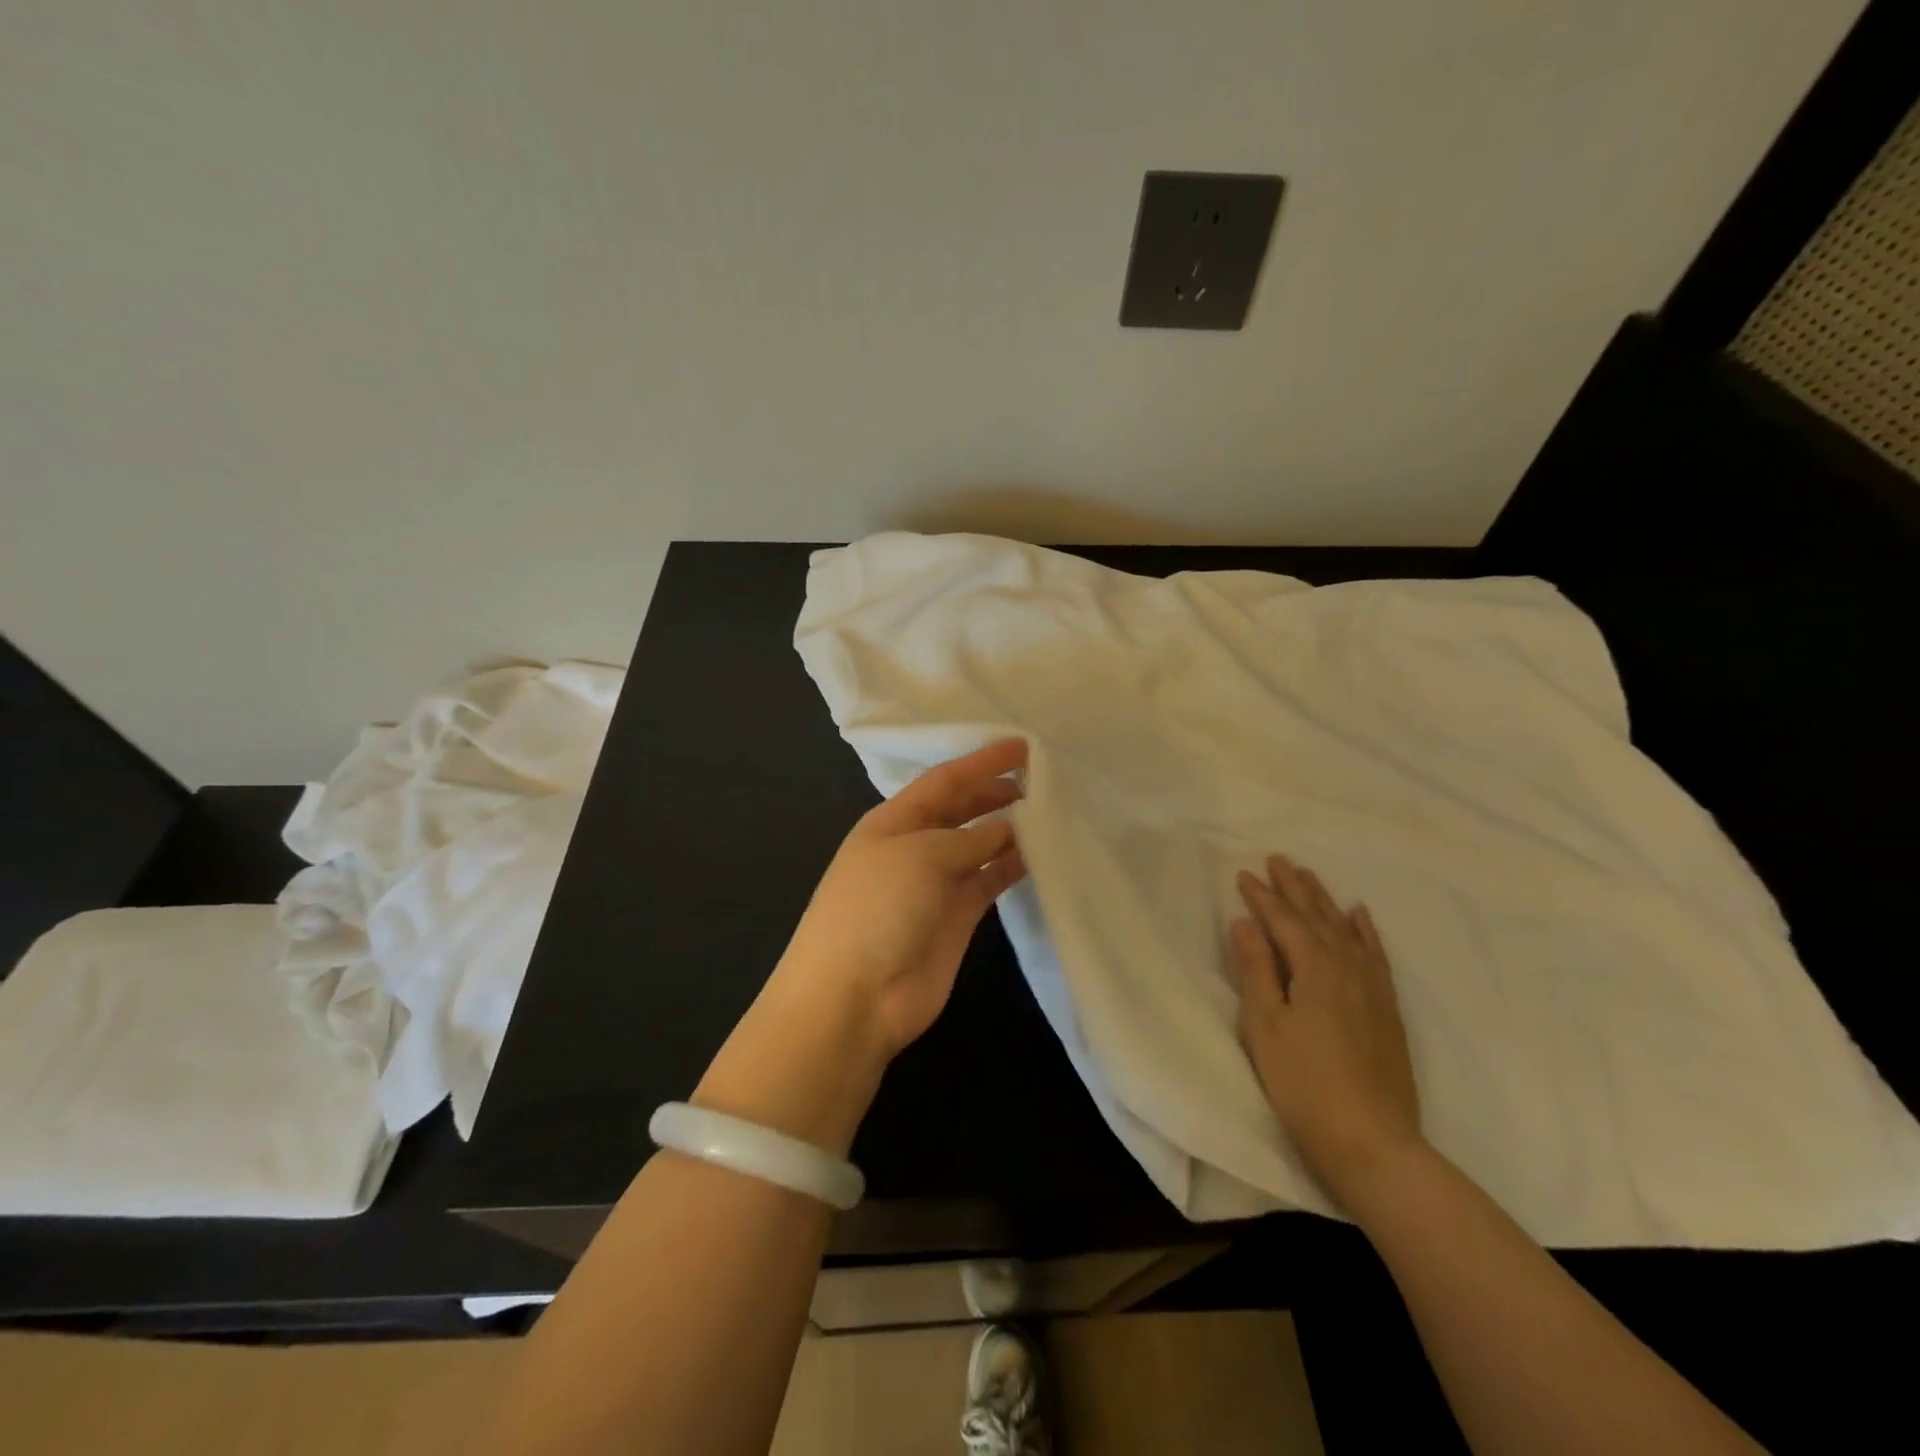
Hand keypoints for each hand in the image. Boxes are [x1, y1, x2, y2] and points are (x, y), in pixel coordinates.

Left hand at [775, 738, 1028, 1061]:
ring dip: (1009, 828)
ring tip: (1050, 811)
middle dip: (995, 791)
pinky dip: (1012, 866)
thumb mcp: (920, 856)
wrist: (854, 997)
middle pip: (961, 809)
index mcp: (893, 821)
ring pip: (979, 845)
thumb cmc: (876, 909)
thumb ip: (969, 837)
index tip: (1023, 746)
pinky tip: (1039, 853)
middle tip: (1042, 778)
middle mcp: (914, 846)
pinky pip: (989, 880)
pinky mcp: (957, 917)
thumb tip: (1009, 827)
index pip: (943, 781)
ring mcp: (935, 884)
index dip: (981, 762)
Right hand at [1231, 854, 1424, 1207]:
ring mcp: (1373, 987)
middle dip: (1295, 887)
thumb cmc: (1304, 1084)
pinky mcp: (1387, 1008)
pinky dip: (1365, 930)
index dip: (1262, 896)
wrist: (1374, 1143)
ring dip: (1325, 900)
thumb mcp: (1265, 1026)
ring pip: (1346, 929)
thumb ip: (1256, 969)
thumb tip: (1246, 922)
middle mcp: (1348, 967)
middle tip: (1278, 859)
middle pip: (1317, 916)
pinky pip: (1375, 953)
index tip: (1244, 873)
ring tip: (1309, 876)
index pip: (1284, 921)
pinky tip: (1359, 916)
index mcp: (1315, 968)